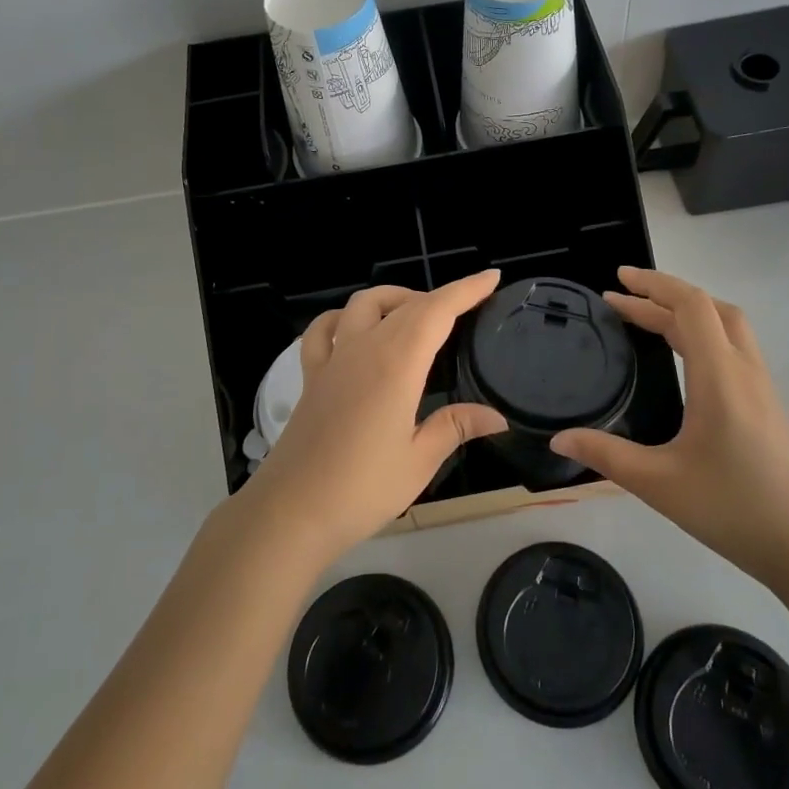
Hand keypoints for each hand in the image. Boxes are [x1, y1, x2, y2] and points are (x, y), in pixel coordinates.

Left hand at [235, 270, 507, 564]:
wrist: (292, 510)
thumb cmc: (362, 489)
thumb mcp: (419, 461)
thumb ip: (455, 427)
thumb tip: (496, 416)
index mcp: (396, 365)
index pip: (436, 311)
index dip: (465, 290)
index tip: (491, 278)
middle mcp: (363, 350)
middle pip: (405, 305)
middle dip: (439, 297)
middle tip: (467, 306)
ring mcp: (333, 360)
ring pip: (362, 304)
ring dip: (393, 298)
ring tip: (416, 314)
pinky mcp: (311, 376)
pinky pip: (324, 330)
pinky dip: (343, 317)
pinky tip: (355, 329)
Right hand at [550, 268, 788, 585]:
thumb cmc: (731, 507)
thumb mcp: (659, 483)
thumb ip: (606, 455)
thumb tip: (558, 439)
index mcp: (719, 375)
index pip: (690, 307)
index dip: (653, 286)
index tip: (617, 281)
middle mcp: (743, 369)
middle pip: (709, 307)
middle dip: (663, 294)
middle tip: (622, 297)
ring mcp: (760, 384)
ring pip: (726, 324)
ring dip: (687, 311)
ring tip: (648, 317)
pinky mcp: (765, 401)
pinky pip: (733, 345)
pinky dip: (703, 331)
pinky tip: (683, 355)